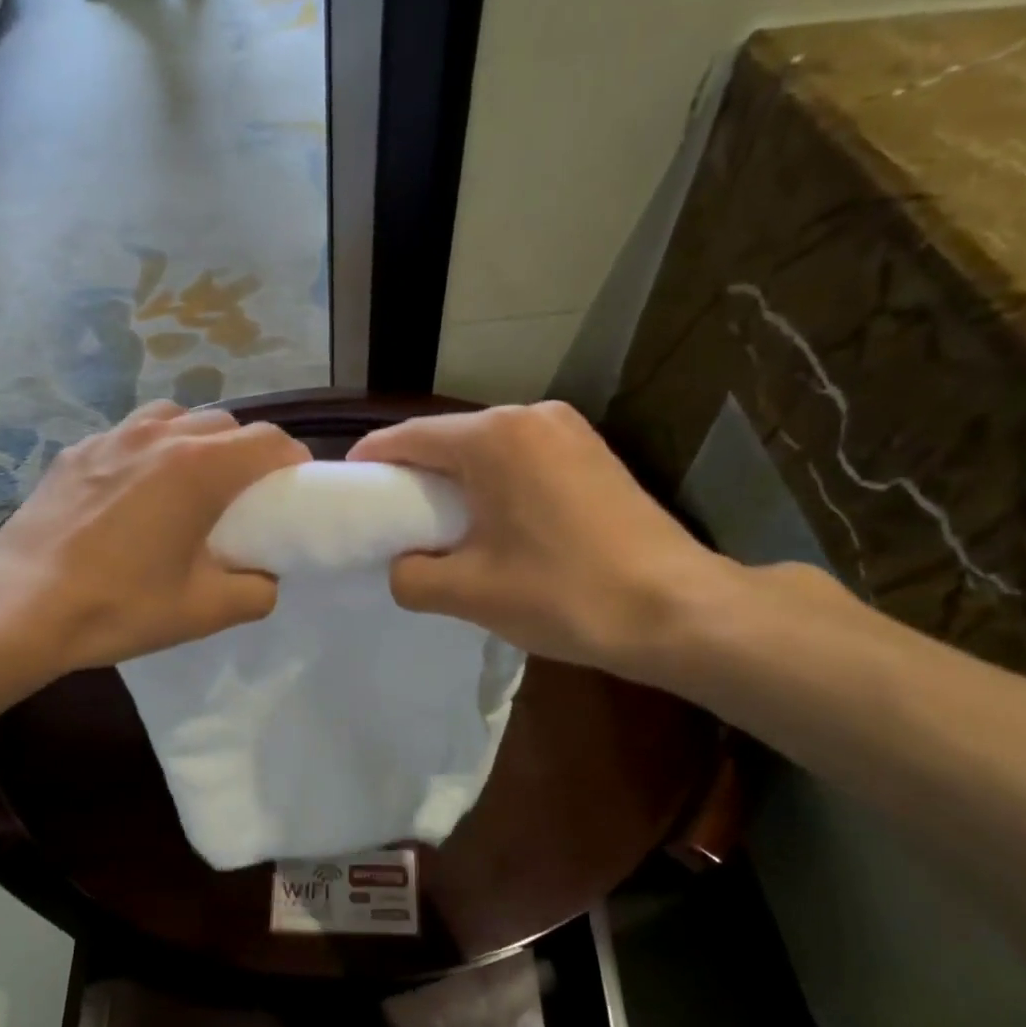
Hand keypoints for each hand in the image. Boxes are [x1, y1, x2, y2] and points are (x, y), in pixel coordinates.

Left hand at [0, 401, 308, 671]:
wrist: (22, 605)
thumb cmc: (121, 605)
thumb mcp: (205, 611)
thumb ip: (257, 591)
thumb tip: (265, 577)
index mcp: (200, 468)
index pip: (269, 441)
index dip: (292, 462)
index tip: (293, 490)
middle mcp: (161, 435)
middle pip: (226, 423)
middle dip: (247, 452)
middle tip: (244, 495)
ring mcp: (113, 437)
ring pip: (176, 418)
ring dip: (198, 442)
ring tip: (191, 483)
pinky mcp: (78, 450)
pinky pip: (131, 434)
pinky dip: (151, 450)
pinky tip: (136, 491)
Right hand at [347, 402, 733, 683]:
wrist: (676, 611)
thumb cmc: (563, 595)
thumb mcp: (468, 593)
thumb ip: (411, 575)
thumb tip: (403, 566)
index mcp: (493, 437)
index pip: (407, 437)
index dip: (370, 462)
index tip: (349, 492)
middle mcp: (530, 416)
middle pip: (449, 439)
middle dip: (415, 475)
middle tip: (393, 520)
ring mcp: (569, 431)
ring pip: (487, 449)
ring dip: (457, 481)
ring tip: (443, 527)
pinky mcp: (593, 453)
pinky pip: (522, 459)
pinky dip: (495, 484)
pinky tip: (494, 524)